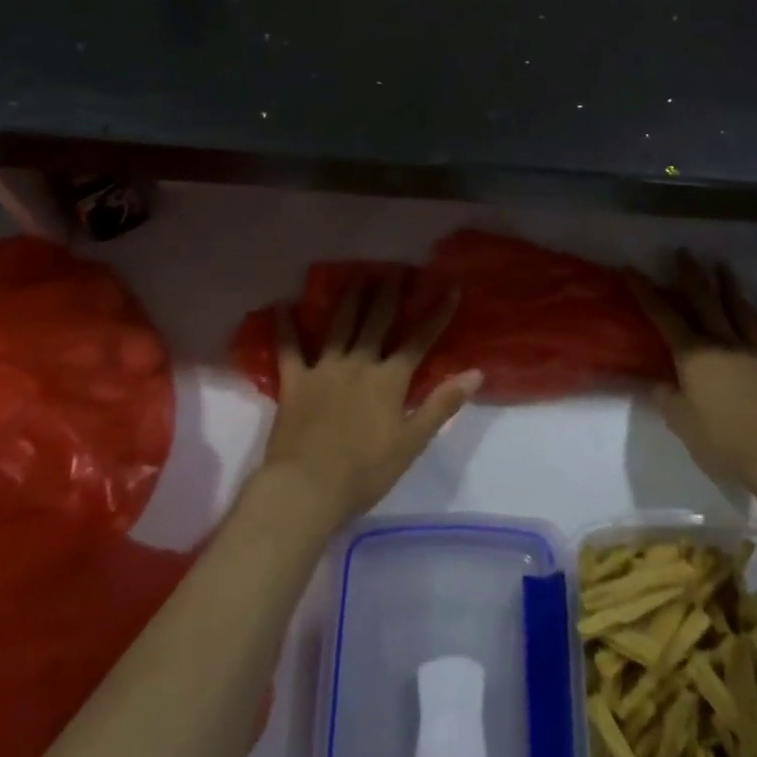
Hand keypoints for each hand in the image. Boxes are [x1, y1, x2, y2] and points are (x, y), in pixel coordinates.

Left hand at [258, 271, 476, 527]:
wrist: (307, 487)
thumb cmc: (365, 471)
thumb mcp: (412, 442)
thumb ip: (442, 405)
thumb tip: (476, 373)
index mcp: (389, 379)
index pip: (419, 340)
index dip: (436, 314)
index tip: (450, 289)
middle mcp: (359, 363)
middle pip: (377, 321)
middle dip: (389, 293)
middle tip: (395, 268)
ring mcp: (324, 369)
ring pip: (340, 325)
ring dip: (350, 298)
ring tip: (357, 275)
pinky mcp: (294, 382)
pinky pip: (288, 349)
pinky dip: (284, 327)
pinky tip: (281, 306)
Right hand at [626, 252, 756, 496]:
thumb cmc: (724, 441)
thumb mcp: (681, 423)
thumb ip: (665, 397)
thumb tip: (656, 381)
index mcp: (694, 355)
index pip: (664, 317)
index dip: (646, 292)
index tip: (632, 269)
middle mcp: (724, 345)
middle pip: (706, 303)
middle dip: (692, 276)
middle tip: (685, 252)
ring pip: (742, 314)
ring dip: (732, 289)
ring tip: (724, 266)